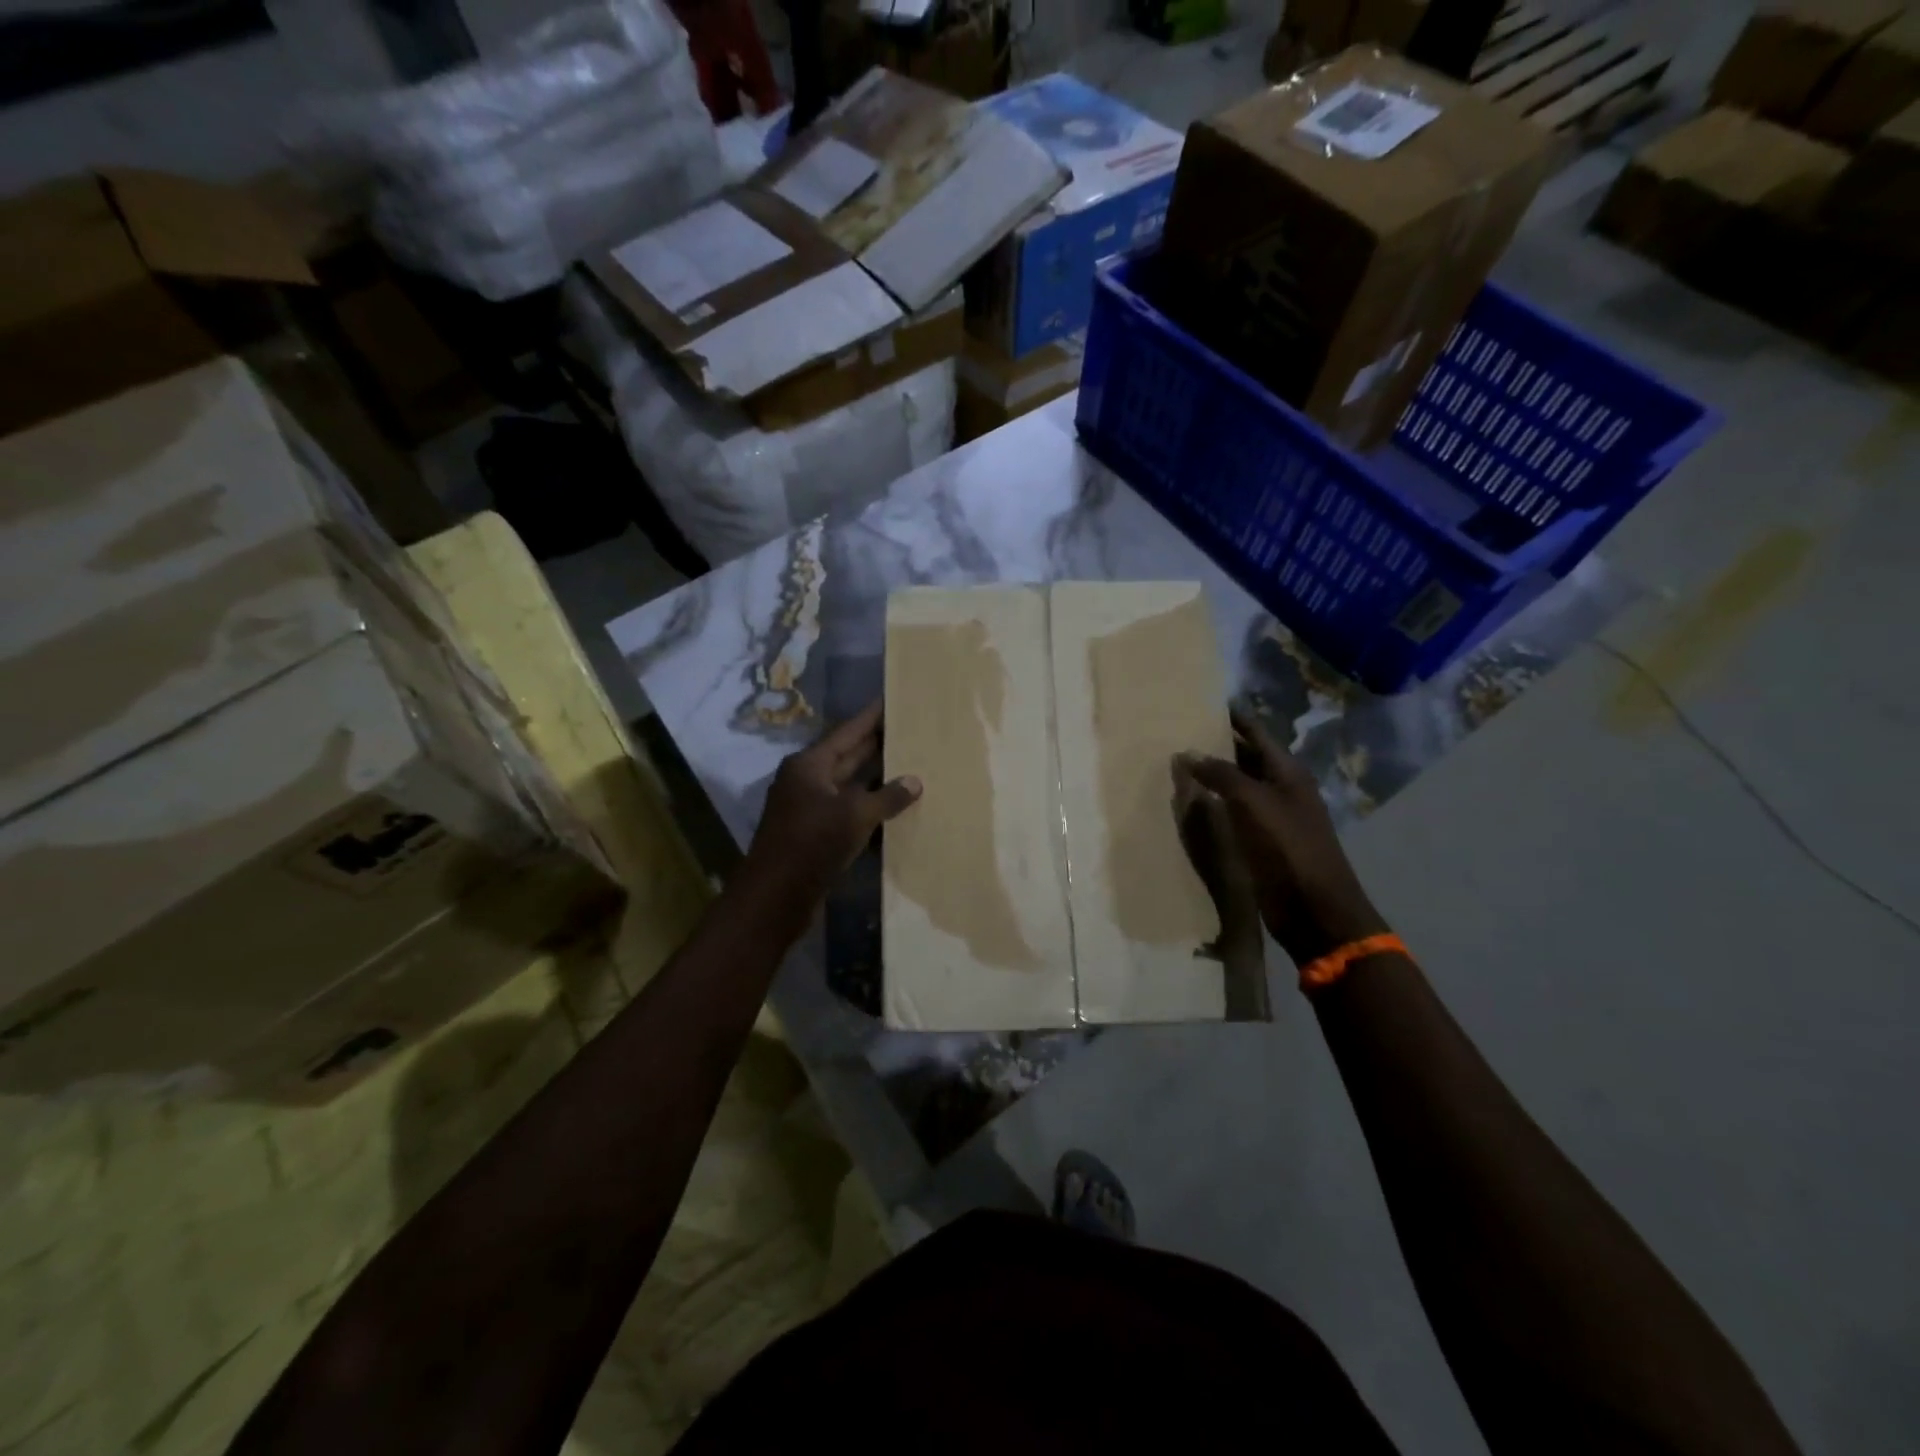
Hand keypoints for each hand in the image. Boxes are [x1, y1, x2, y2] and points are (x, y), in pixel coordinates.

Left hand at [740, 700, 921, 904]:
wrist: (776, 896)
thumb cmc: (812, 843)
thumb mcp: (855, 815)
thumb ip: (887, 797)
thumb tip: (915, 781)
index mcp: (809, 765)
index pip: (847, 732)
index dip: (871, 717)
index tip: (892, 701)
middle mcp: (807, 780)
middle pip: (848, 756)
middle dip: (878, 745)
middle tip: (910, 731)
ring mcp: (809, 808)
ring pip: (850, 786)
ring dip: (877, 780)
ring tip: (911, 765)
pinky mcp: (815, 834)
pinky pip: (848, 812)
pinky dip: (870, 809)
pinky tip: (896, 809)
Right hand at [1176, 710, 1388, 966]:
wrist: (1314, 909)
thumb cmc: (1288, 848)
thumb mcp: (1253, 803)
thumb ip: (1221, 775)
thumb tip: (1186, 753)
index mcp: (1288, 772)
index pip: (1256, 733)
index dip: (1233, 717)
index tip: (1204, 701)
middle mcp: (1282, 789)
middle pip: (1247, 758)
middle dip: (1218, 745)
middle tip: (1180, 731)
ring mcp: (1272, 817)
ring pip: (1237, 787)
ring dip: (1212, 776)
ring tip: (1177, 763)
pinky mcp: (1262, 843)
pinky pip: (1233, 814)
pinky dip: (1213, 804)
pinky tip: (1191, 803)